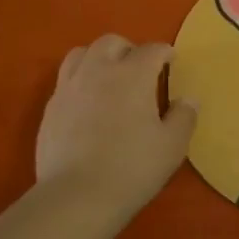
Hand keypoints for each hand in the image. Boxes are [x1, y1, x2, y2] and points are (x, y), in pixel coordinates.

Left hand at [37, 35, 196, 214]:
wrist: (77, 195)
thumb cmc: (132, 168)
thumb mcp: (172, 146)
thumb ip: (184, 117)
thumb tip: (188, 99)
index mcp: (132, 74)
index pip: (152, 50)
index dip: (165, 53)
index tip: (171, 61)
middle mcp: (98, 70)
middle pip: (112, 42)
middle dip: (129, 49)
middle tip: (139, 69)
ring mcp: (69, 86)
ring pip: (82, 53)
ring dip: (99, 58)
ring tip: (108, 78)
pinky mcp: (51, 107)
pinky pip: (66, 80)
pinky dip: (80, 81)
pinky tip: (87, 104)